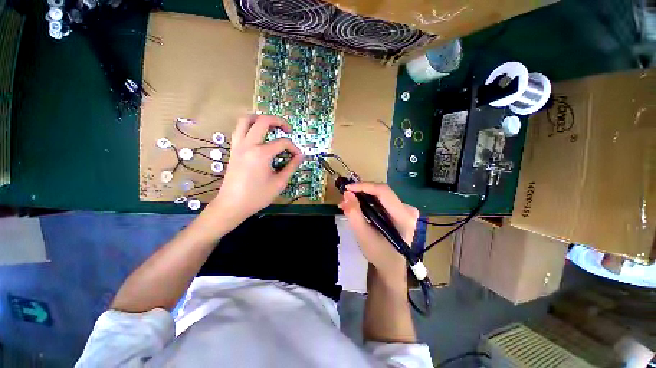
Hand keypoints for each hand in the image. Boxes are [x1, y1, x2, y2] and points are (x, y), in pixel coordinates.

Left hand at [208, 115, 302, 225]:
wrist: (232, 205)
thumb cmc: (257, 196)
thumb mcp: (279, 183)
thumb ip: (291, 167)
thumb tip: (300, 156)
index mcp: (262, 154)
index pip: (283, 143)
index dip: (294, 148)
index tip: (298, 157)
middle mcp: (249, 144)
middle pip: (263, 121)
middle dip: (279, 121)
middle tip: (288, 129)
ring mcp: (238, 145)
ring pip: (246, 120)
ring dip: (260, 119)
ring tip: (271, 126)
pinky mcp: (233, 149)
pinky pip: (239, 129)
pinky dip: (249, 126)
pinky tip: (258, 135)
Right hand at [338, 182, 418, 283]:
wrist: (390, 266)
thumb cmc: (378, 254)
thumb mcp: (362, 235)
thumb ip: (354, 214)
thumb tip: (346, 194)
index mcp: (404, 217)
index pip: (383, 192)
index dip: (364, 186)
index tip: (347, 188)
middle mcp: (408, 209)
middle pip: (382, 191)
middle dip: (361, 191)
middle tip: (345, 196)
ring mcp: (406, 209)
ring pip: (381, 194)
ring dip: (363, 195)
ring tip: (348, 201)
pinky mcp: (400, 210)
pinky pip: (382, 199)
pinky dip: (368, 200)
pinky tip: (358, 204)